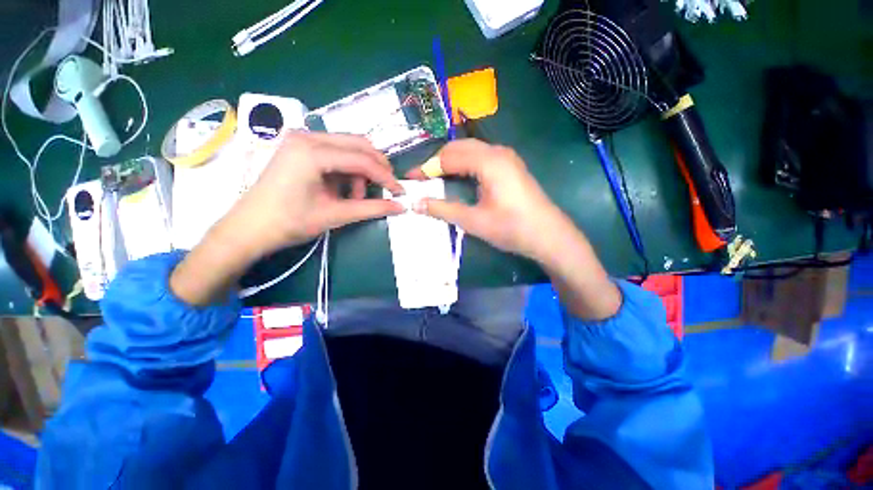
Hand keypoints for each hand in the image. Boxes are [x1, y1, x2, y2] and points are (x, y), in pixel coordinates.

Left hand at [170, 132, 402, 305]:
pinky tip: (343, 191)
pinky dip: (347, 171)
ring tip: (356, 198)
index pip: (362, 159)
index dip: (386, 177)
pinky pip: (336, 153)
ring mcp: (302, 140)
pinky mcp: (300, 148)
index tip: (400, 192)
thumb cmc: (289, 222)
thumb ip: (372, 209)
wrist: (248, 229)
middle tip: (387, 190)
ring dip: (361, 172)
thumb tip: (401, 207)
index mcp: (312, 151)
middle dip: (377, 169)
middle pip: (358, 145)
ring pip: (348, 148)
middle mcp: (307, 136)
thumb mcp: (336, 215)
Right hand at [407, 139, 621, 319]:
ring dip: (451, 162)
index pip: (449, 157)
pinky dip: (464, 165)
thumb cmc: (512, 228)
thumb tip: (416, 203)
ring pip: (470, 151)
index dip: (427, 167)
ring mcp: (506, 158)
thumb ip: (443, 209)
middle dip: (437, 161)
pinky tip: (458, 178)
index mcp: (488, 161)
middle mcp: (497, 152)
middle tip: (422, 179)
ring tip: (436, 178)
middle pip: (459, 148)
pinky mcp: (510, 167)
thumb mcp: (474, 221)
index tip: (411, 178)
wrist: (549, 236)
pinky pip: (481, 158)